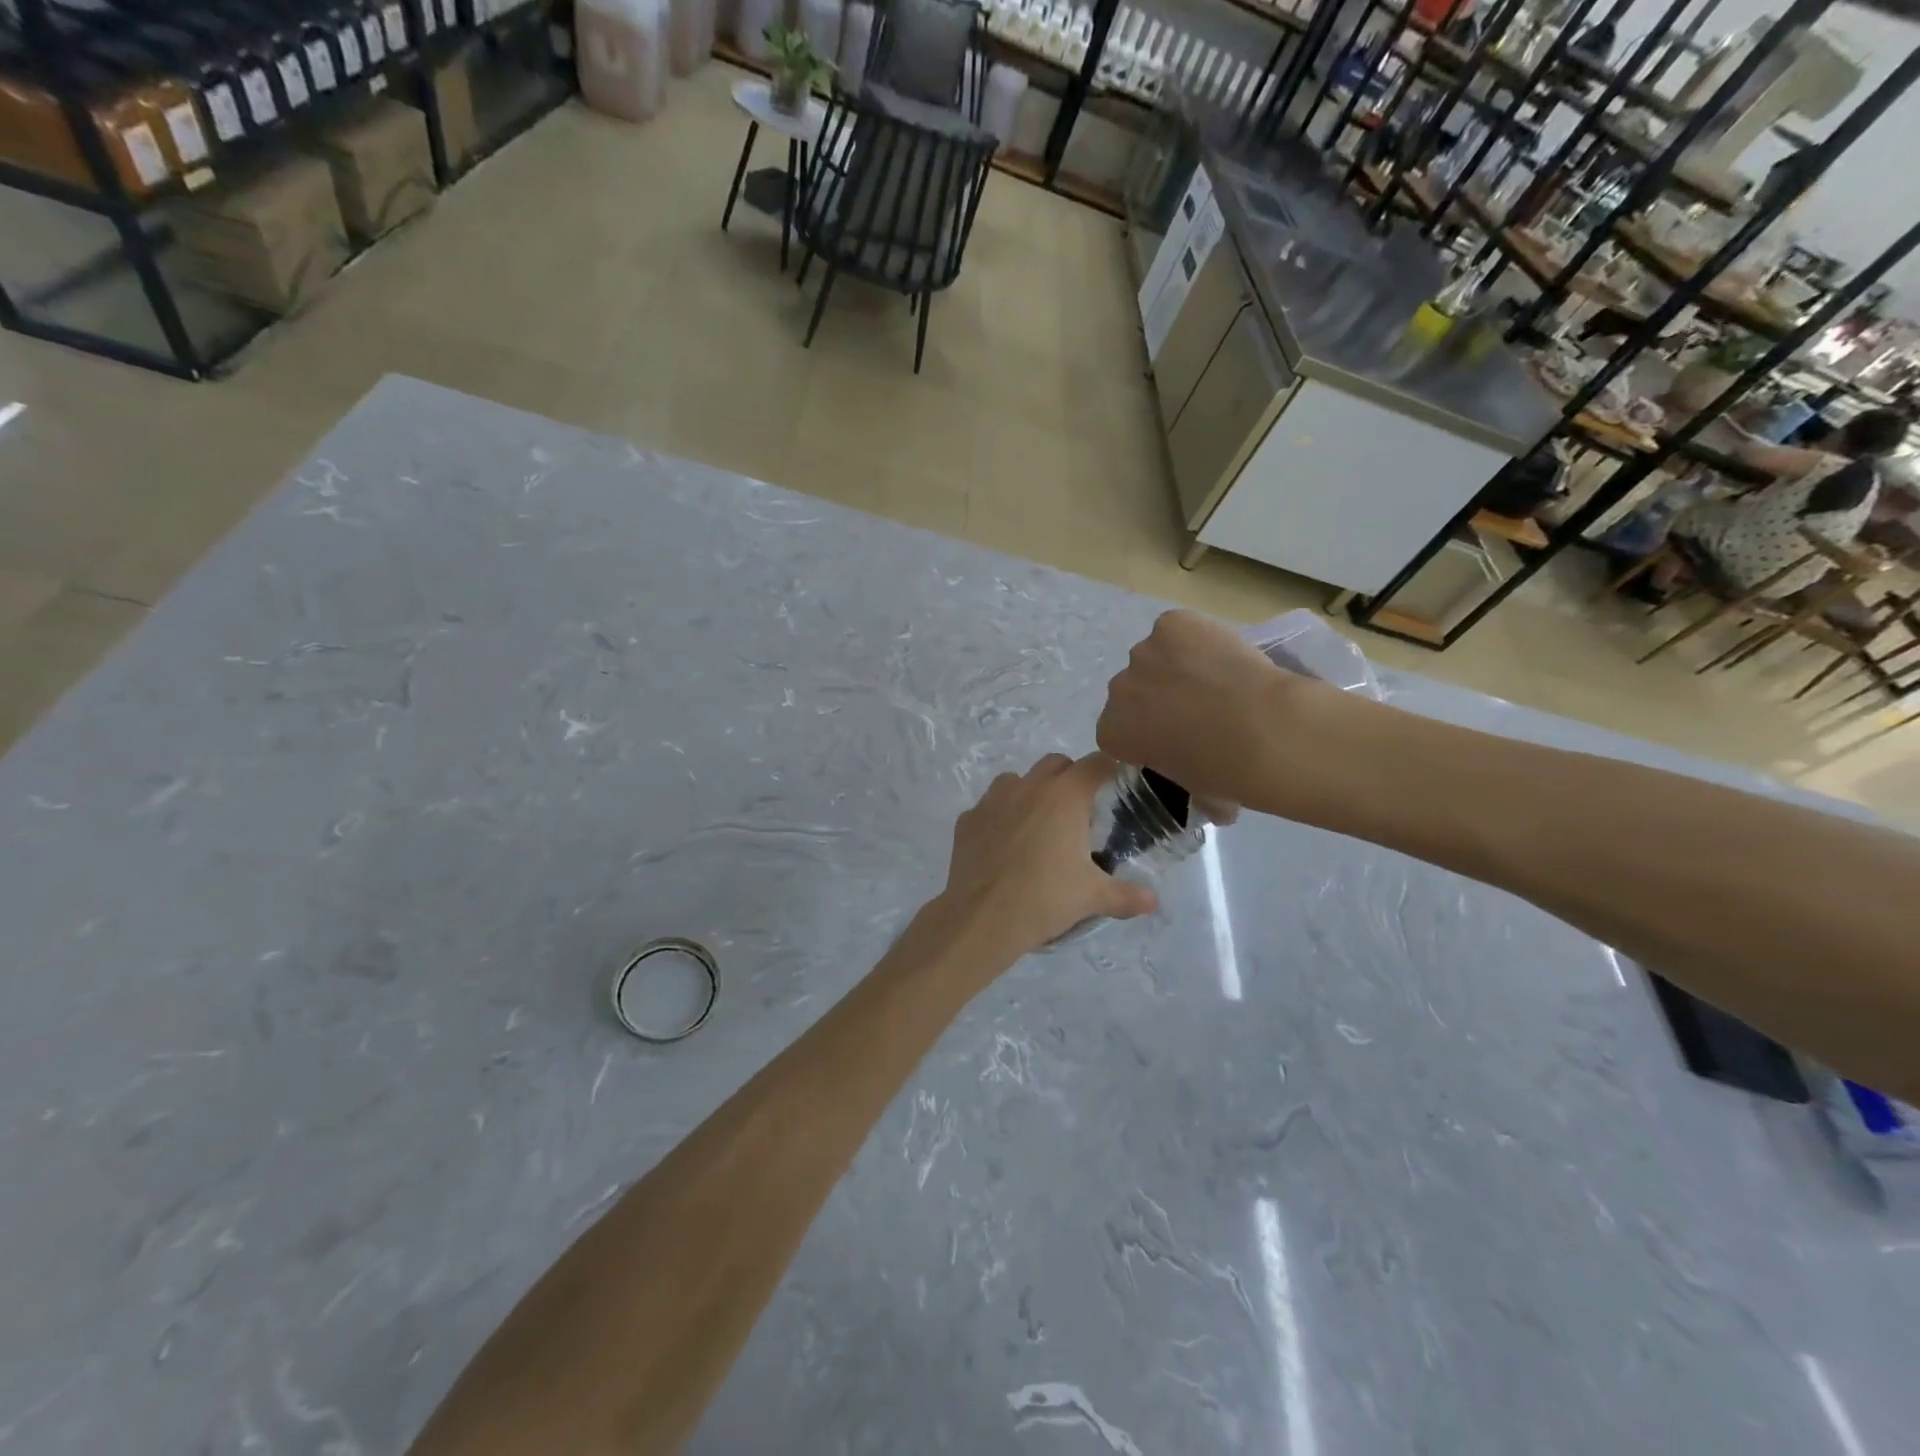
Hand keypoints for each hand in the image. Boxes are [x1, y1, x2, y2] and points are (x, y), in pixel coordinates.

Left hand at [935, 754, 1158, 956]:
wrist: (982, 918)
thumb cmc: (1045, 899)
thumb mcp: (1093, 897)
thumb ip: (1128, 895)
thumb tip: (1154, 900)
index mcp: (1065, 796)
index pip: (1096, 763)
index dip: (1110, 769)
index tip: (1117, 785)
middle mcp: (1029, 786)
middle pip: (1056, 764)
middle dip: (1071, 777)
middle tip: (1080, 811)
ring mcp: (993, 800)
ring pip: (1018, 780)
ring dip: (1032, 792)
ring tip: (1040, 825)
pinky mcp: (967, 819)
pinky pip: (989, 806)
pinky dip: (1000, 816)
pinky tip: (1004, 844)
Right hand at [1097, 610, 1319, 819]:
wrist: (1264, 731)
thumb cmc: (1226, 774)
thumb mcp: (1195, 794)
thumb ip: (1184, 784)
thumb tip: (1206, 798)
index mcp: (1112, 733)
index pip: (1117, 731)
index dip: (1145, 733)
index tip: (1173, 740)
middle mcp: (1118, 689)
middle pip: (1132, 691)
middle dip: (1156, 699)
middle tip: (1199, 711)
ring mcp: (1143, 652)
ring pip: (1155, 657)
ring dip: (1176, 667)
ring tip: (1218, 681)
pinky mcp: (1171, 623)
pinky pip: (1178, 629)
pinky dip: (1196, 638)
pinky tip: (1223, 656)